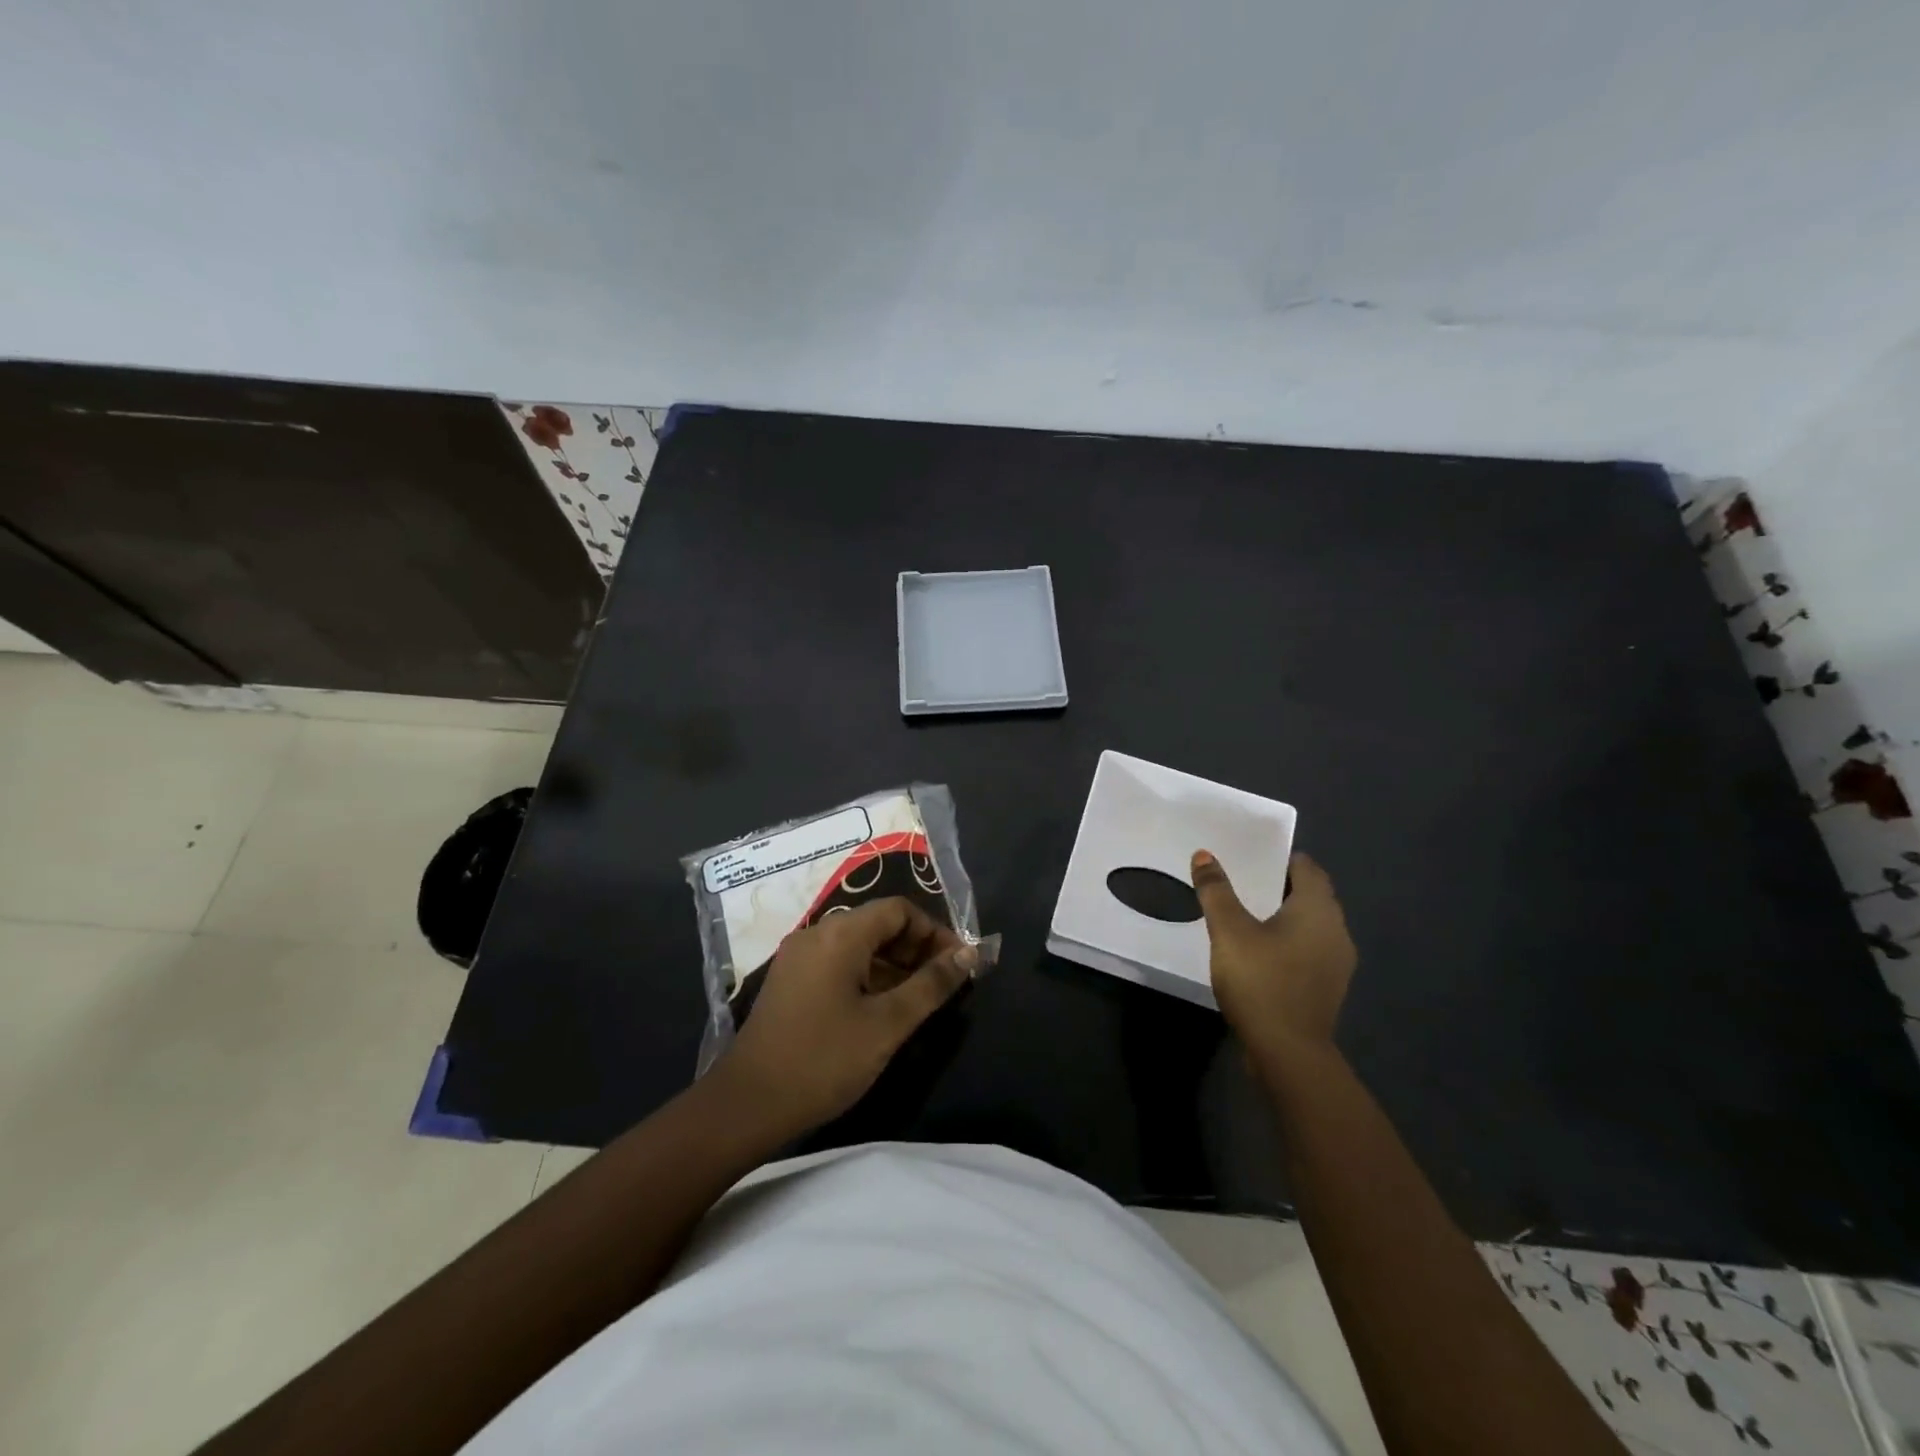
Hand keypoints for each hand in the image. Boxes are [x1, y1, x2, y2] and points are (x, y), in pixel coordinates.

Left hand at [717, 897, 976, 1137]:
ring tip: (920, 1001)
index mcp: (840, 933)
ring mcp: (799, 957)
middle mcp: (817, 932)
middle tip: (943, 985)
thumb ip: (931, 985)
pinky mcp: (791, 981)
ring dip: (894, 964)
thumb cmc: (823, 1060)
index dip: (934, 932)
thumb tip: (968, 954)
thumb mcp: (887, 1024)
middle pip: (878, 923)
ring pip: (859, 945)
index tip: (957, 966)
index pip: (899, 909)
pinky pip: (839, 962)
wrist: (747, 1105)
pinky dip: (868, 976)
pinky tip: (883, 1010)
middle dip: (916, 948)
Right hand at [1191, 850, 1355, 1055]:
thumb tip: (1204, 855)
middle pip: (1311, 895)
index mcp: (1318, 910)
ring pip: (1311, 924)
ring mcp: (1336, 962)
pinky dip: (1288, 941)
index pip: (1307, 869)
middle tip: (1243, 880)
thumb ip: (1216, 891)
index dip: (1281, 859)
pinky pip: (1309, 949)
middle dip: (1281, 885)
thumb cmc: (1261, 981)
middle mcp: (1336, 930)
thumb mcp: (1229, 931)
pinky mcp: (1327, 987)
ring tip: (1247, 914)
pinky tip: (1260, 951)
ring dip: (1285, 915)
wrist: (1289, 1053)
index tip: (1252, 857)